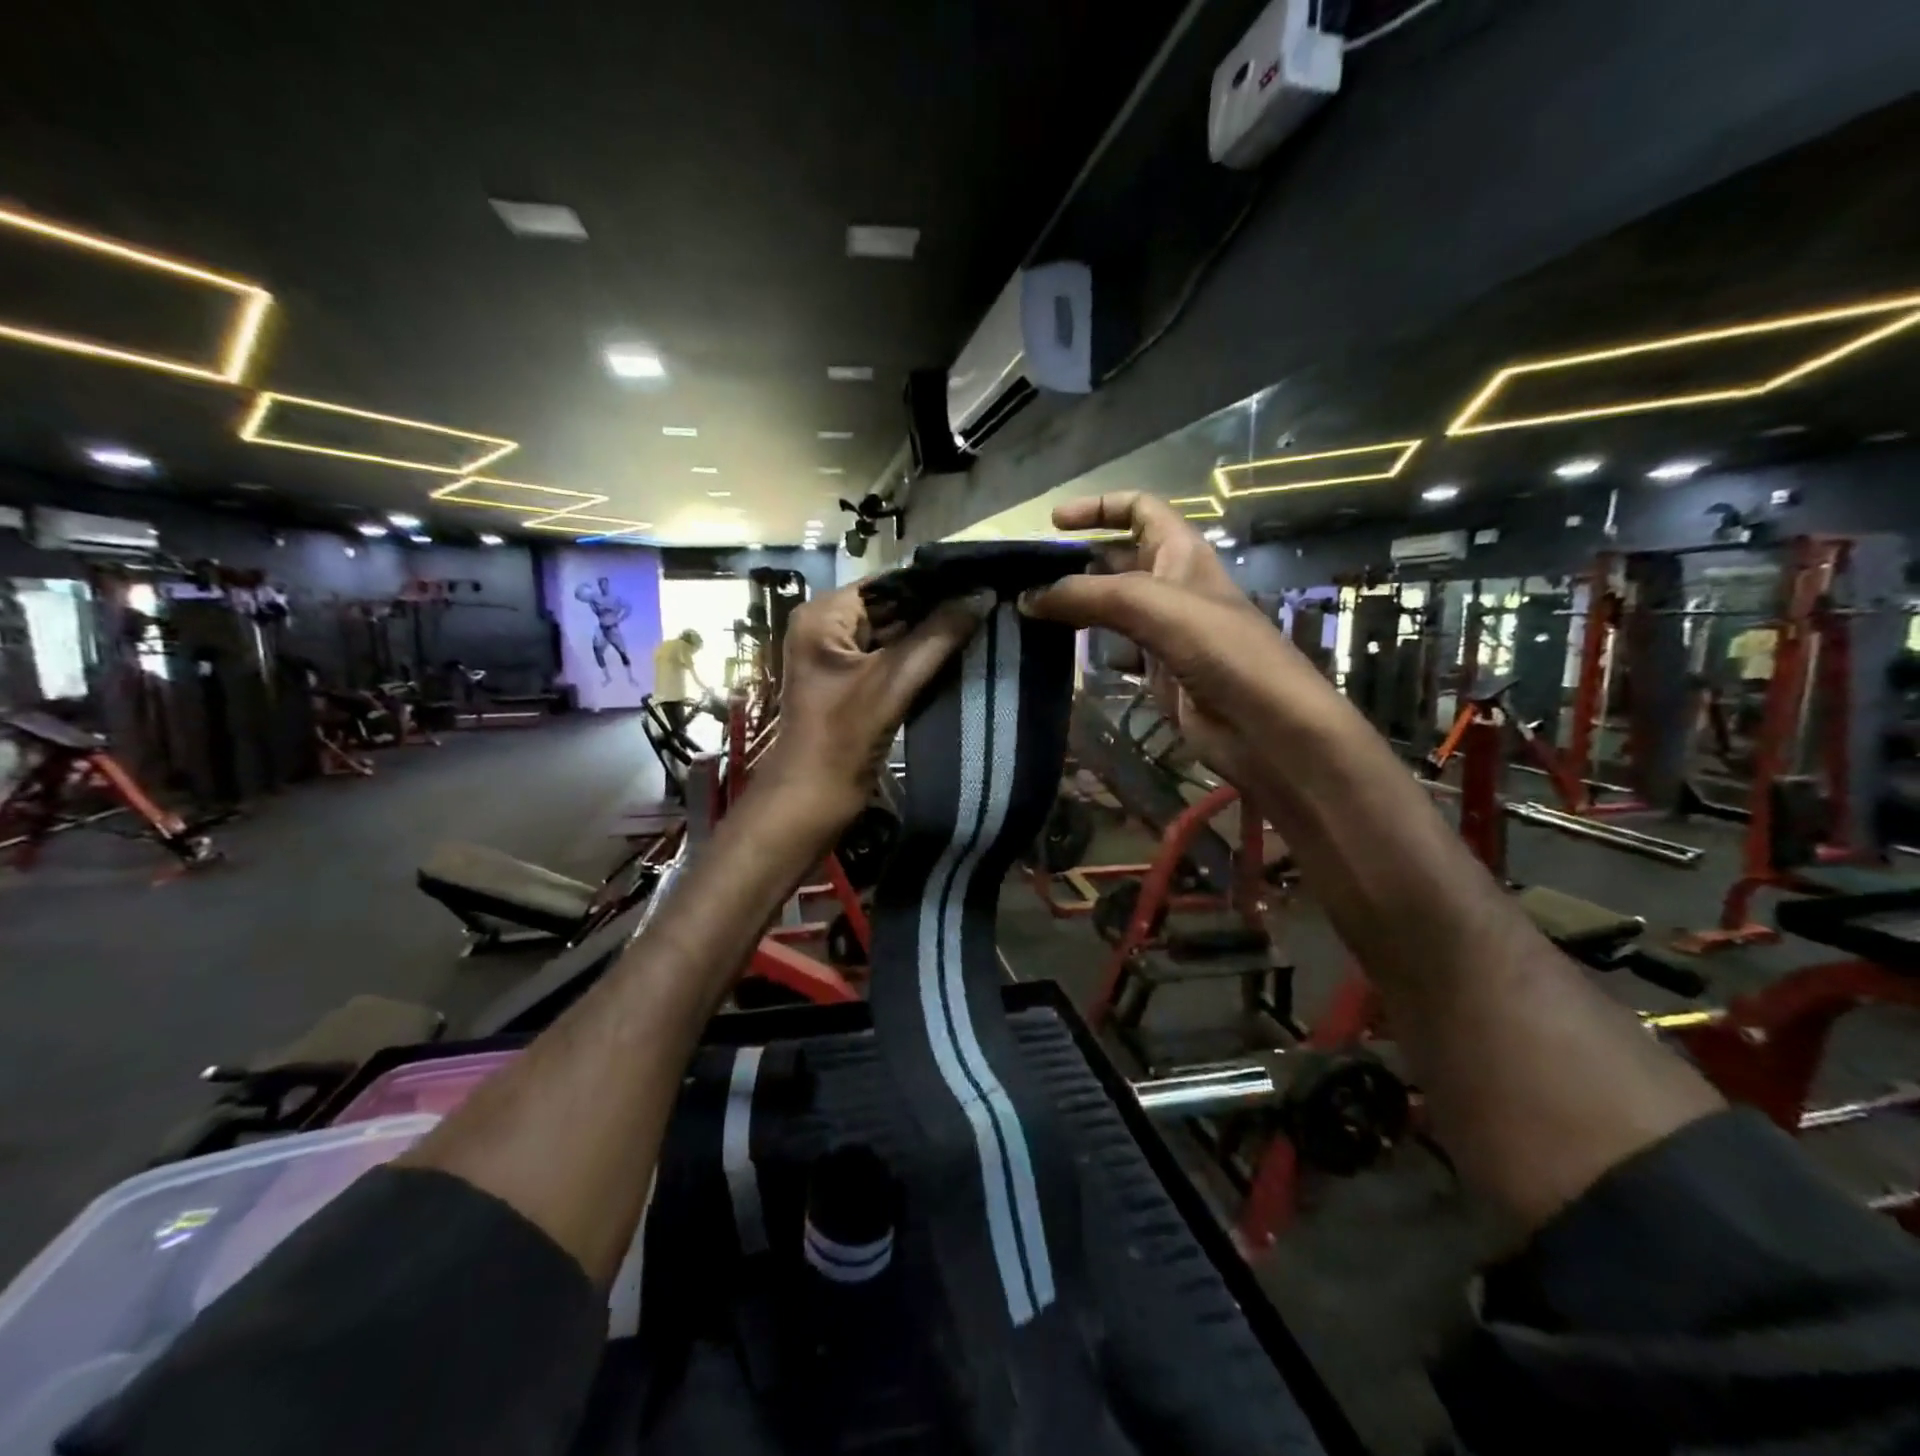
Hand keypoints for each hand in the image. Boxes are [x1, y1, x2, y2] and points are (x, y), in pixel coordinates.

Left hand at [760, 582, 990, 830]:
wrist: (810, 802)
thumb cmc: (842, 739)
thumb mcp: (892, 682)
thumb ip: (938, 636)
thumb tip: (982, 594)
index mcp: (823, 615)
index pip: (887, 583)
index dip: (933, 583)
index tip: (982, 580)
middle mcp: (827, 627)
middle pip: (892, 607)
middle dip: (936, 610)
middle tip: (989, 604)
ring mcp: (840, 658)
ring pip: (895, 635)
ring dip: (933, 636)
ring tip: (983, 624)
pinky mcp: (853, 684)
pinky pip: (892, 660)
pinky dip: (921, 659)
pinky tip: (959, 654)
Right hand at [1019, 493, 1330, 788]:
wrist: (1265, 728)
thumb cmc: (1222, 652)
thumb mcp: (1155, 607)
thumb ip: (1090, 595)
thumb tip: (1029, 597)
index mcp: (1182, 553)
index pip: (1139, 510)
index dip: (1099, 507)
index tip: (1053, 523)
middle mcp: (1172, 585)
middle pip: (1116, 560)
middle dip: (1075, 562)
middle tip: (1025, 578)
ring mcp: (1164, 631)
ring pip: (1109, 606)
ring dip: (1074, 606)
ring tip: (1028, 613)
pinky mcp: (1156, 671)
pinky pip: (1113, 648)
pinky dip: (1085, 647)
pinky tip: (1056, 651)